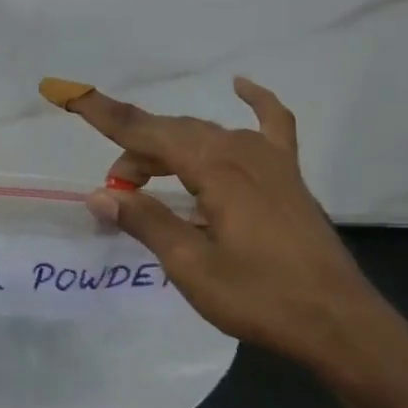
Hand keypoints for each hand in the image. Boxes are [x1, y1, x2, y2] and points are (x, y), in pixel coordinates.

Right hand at [45, 76, 407, 381]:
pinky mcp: (288, 174)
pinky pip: (271, 123)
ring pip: (207, 134)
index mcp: (213, 167)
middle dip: (135, 152)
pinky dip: (254, 101)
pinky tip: (241, 85)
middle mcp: (239, 150)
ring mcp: (269, 158)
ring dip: (171, 147)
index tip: (68, 93)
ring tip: (147, 178)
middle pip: (172, 133)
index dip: (103, 114)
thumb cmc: (261, 297)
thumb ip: (146, 222)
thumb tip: (100, 193)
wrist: (338, 321)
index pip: (145, 131)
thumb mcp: (192, 266)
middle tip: (116, 190)